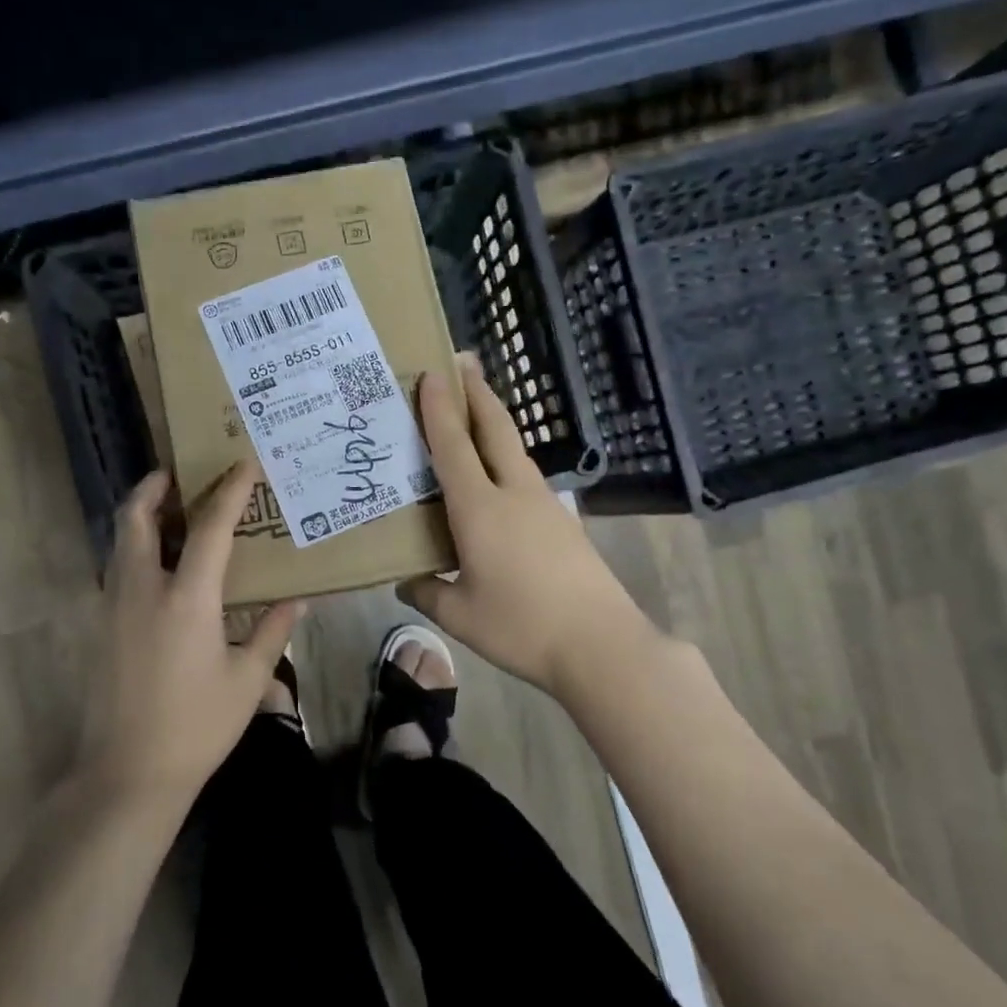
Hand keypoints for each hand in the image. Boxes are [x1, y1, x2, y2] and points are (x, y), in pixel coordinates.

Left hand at [81, 461, 304, 805]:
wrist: (127, 774)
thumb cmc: (197, 726)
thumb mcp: (248, 681)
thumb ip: (272, 632)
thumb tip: (297, 601)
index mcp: (186, 598)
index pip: (210, 527)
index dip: (229, 491)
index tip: (242, 464)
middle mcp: (143, 589)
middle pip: (136, 518)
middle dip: (153, 487)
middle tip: (176, 474)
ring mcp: (113, 607)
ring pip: (119, 542)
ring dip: (140, 516)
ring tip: (169, 513)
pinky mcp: (100, 628)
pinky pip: (115, 570)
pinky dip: (133, 550)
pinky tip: (158, 568)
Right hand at [399, 359, 655, 698]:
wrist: (601, 644)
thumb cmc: (521, 627)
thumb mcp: (460, 617)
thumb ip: (427, 594)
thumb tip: (405, 581)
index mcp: (480, 509)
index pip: (453, 446)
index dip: (438, 408)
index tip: (431, 372)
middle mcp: (513, 494)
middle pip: (494, 429)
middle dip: (477, 392)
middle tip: (462, 362)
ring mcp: (544, 505)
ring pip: (513, 449)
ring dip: (494, 422)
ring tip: (475, 410)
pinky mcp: (562, 522)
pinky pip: (524, 475)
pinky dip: (505, 457)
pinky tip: (498, 475)